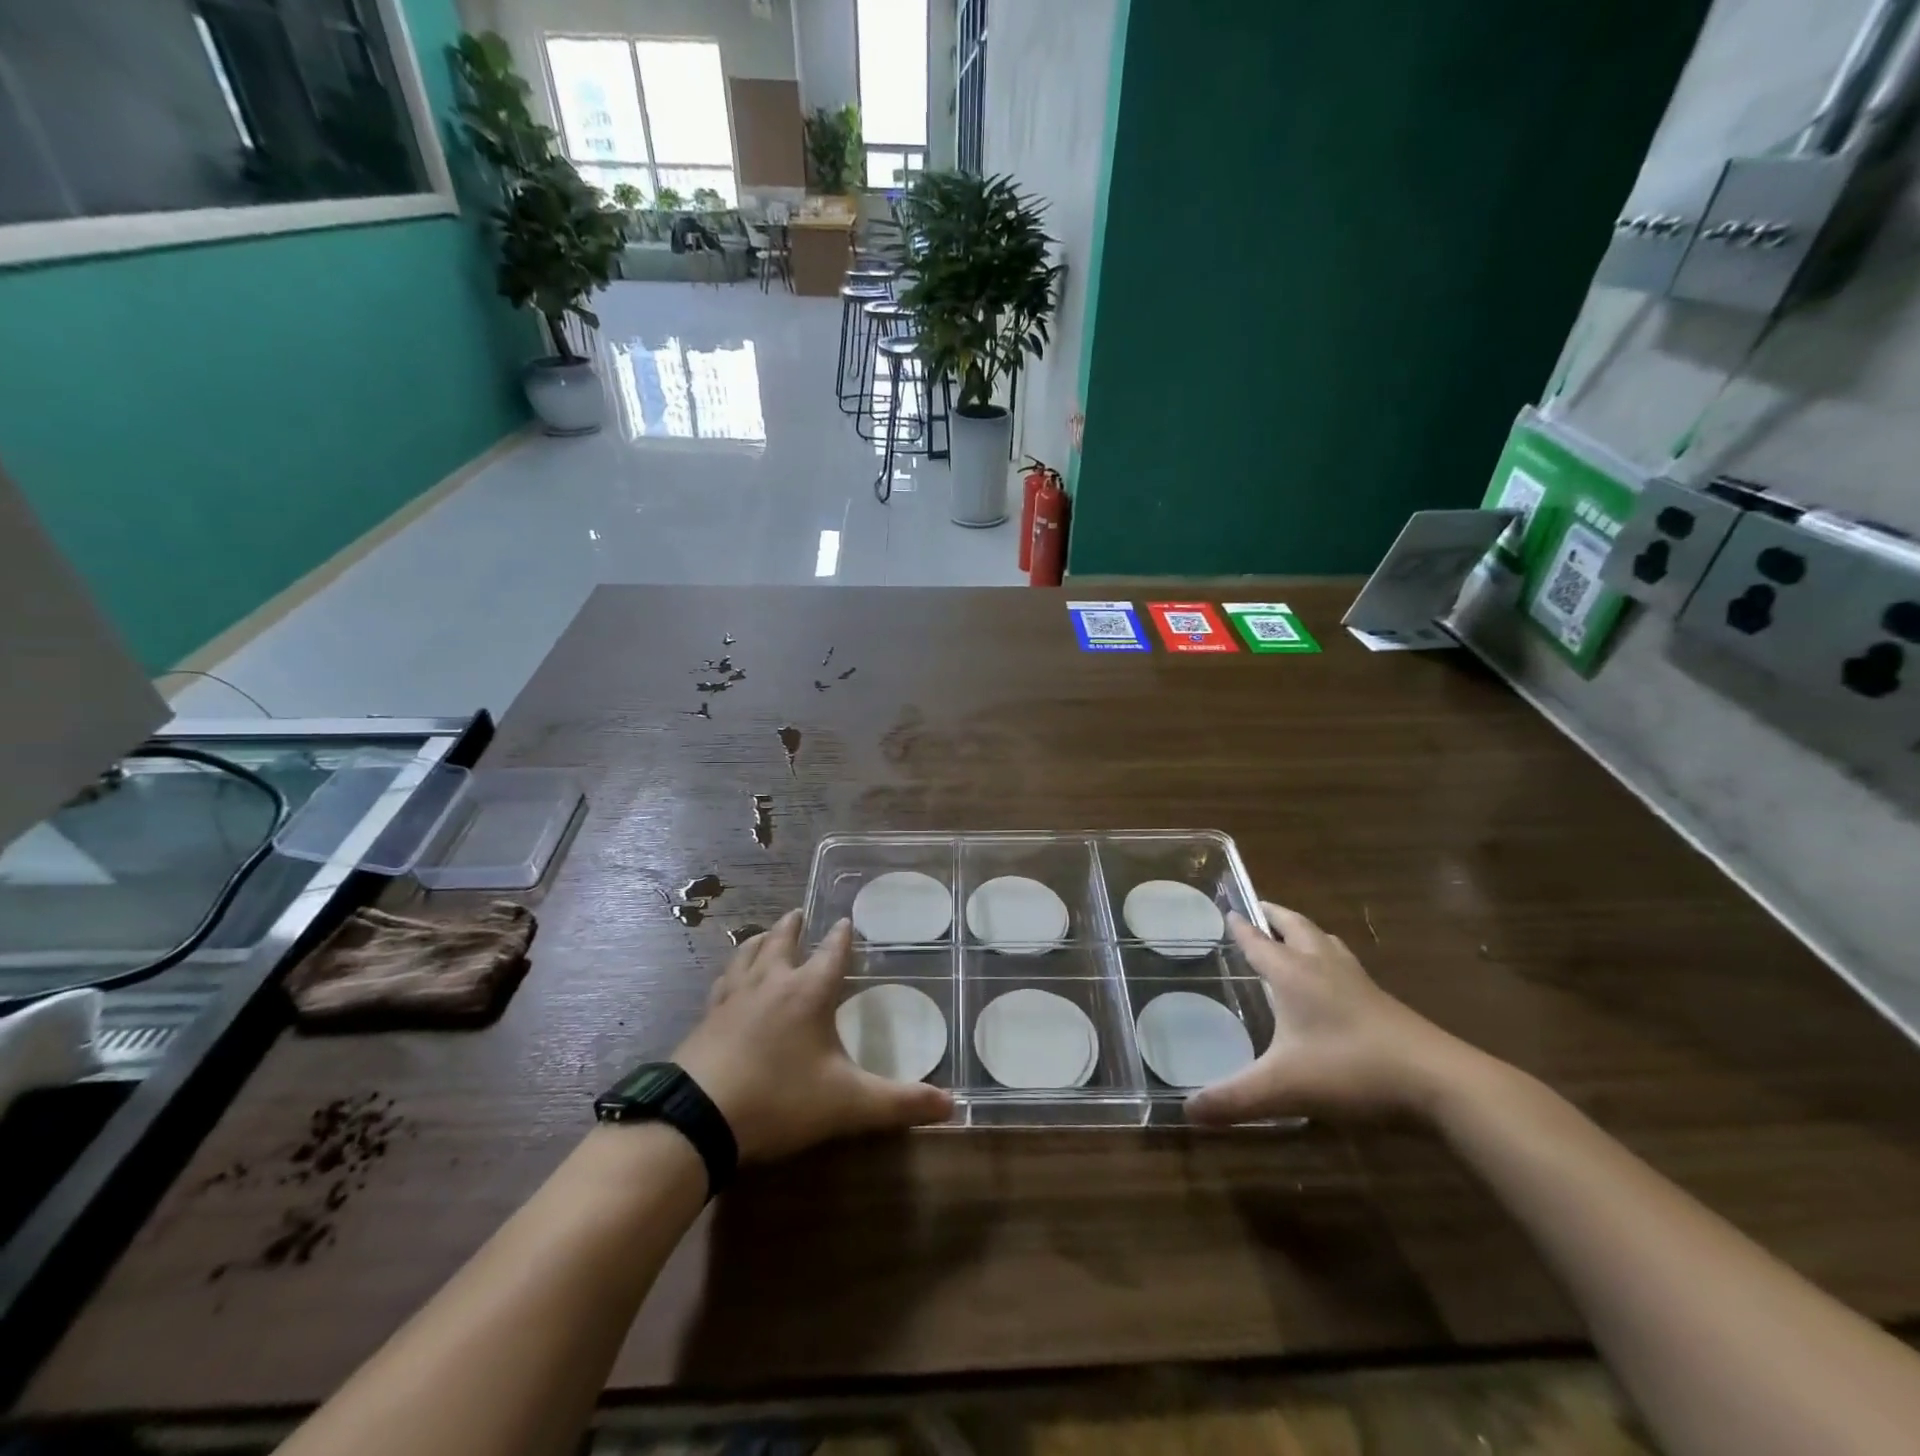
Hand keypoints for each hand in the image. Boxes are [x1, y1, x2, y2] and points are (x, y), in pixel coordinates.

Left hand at [673, 911, 953, 1161]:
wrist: (698, 1118)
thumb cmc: (779, 1100)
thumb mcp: (847, 1105)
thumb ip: (899, 1103)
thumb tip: (951, 1105)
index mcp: (808, 992)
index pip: (831, 953)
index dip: (842, 937)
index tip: (846, 920)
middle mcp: (771, 983)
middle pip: (783, 941)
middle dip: (794, 926)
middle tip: (799, 913)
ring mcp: (733, 997)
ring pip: (748, 954)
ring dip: (761, 940)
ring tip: (765, 934)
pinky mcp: (706, 1017)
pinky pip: (722, 981)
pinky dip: (731, 971)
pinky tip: (728, 980)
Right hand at [1185, 902, 1471, 1125]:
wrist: (1439, 1082)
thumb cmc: (1351, 1070)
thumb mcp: (1283, 1088)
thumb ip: (1234, 1099)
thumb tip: (1188, 1111)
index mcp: (1293, 975)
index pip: (1259, 942)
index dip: (1241, 927)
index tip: (1228, 909)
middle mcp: (1323, 968)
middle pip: (1296, 927)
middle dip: (1275, 915)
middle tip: (1259, 908)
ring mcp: (1359, 983)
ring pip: (1327, 942)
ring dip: (1306, 932)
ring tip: (1295, 935)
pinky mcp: (1384, 1002)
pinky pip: (1347, 965)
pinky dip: (1331, 958)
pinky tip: (1336, 980)